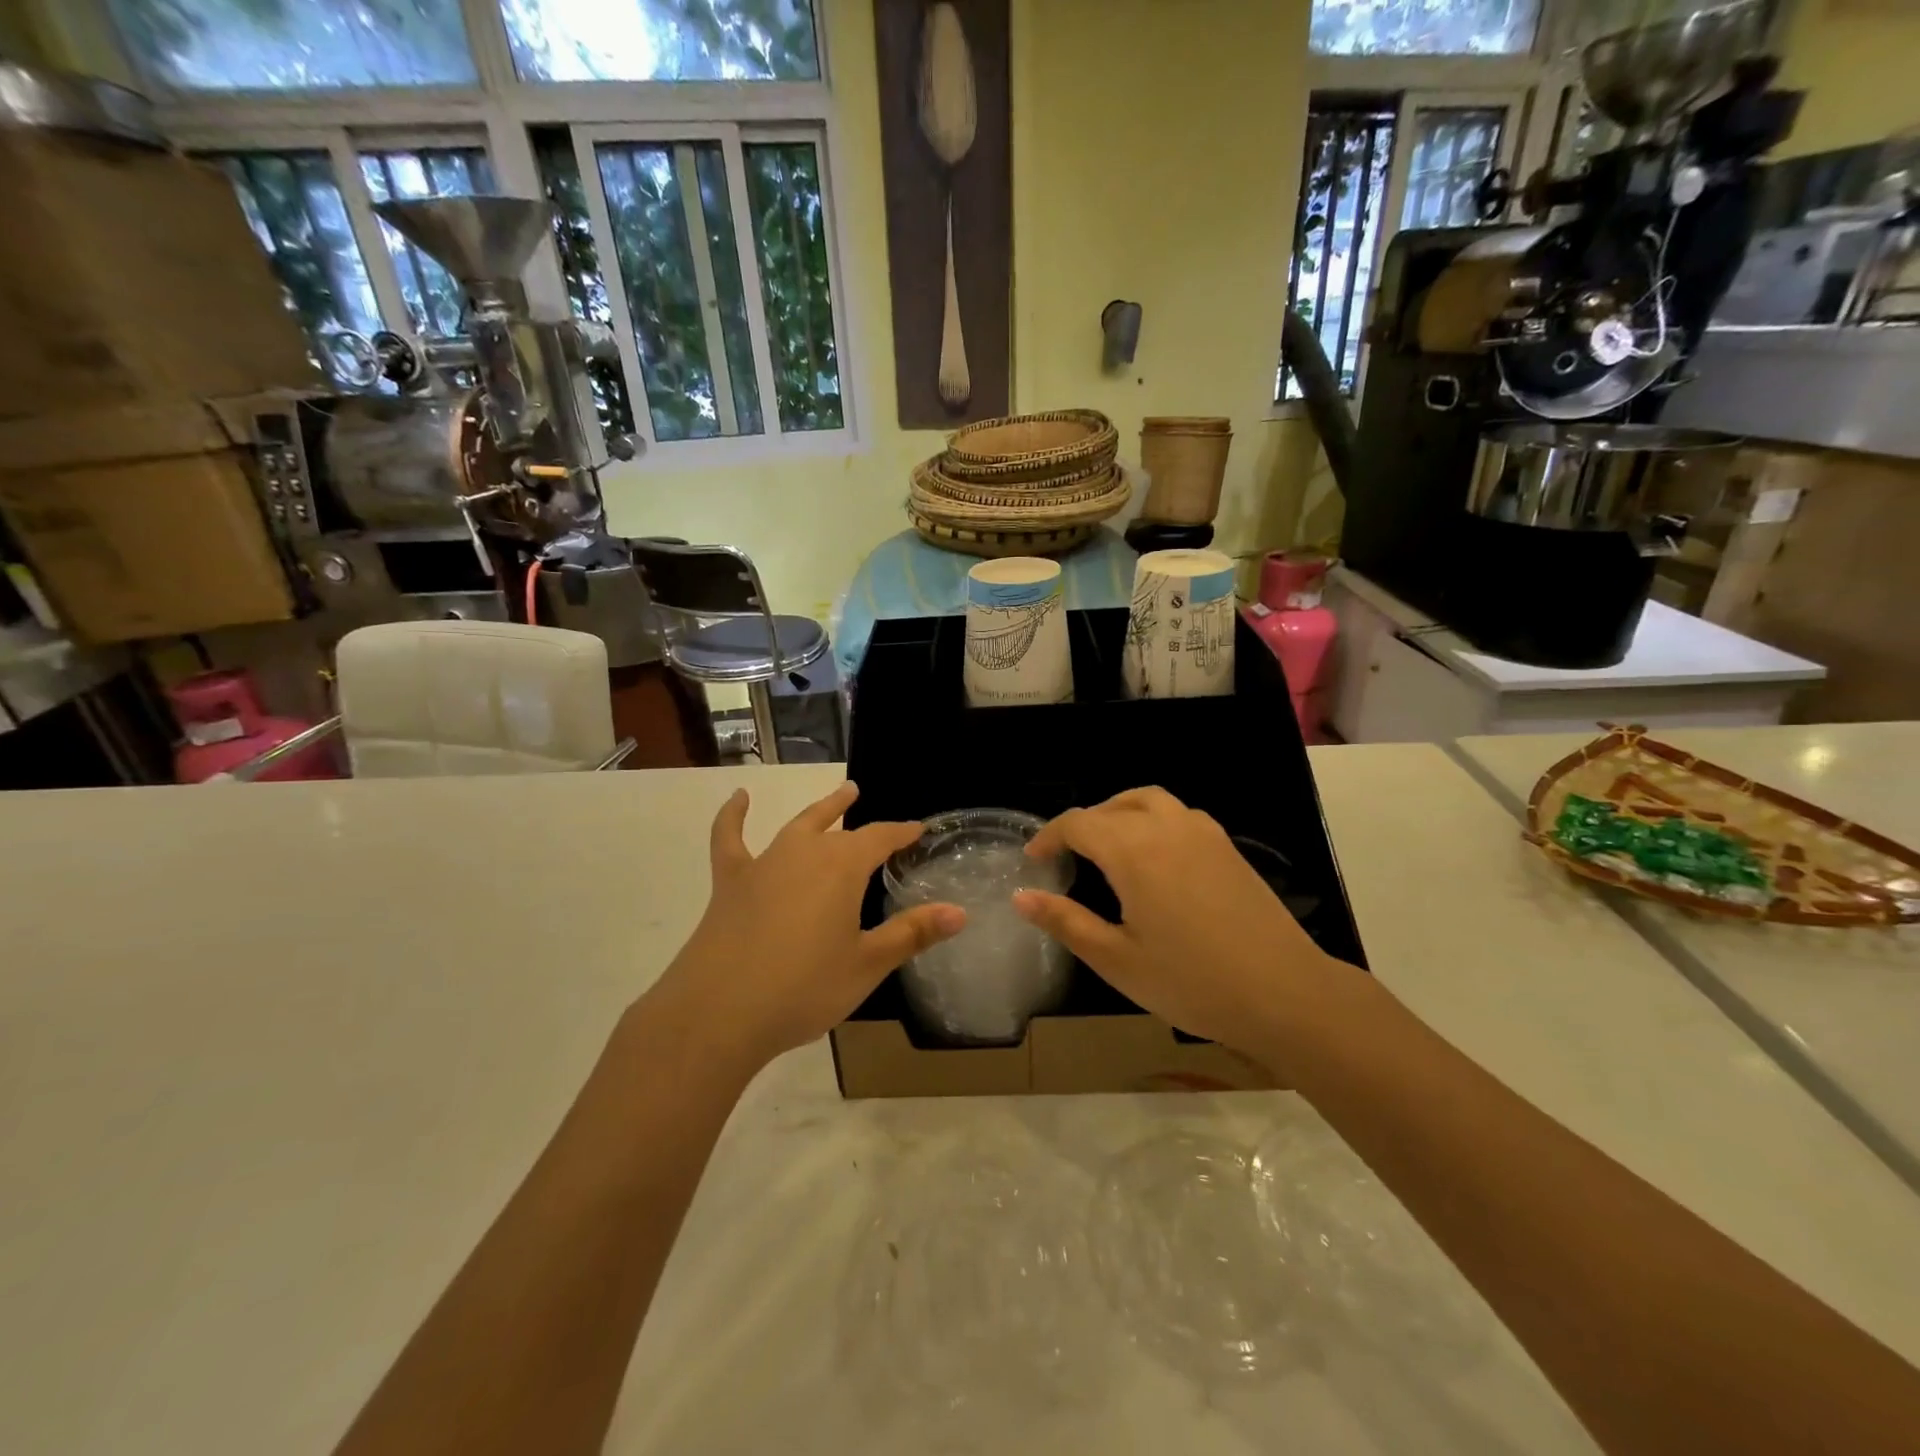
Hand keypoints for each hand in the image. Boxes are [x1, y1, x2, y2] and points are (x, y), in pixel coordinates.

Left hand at [651, 782, 964, 1070]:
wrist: (719, 1012)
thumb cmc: (804, 988)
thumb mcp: (867, 964)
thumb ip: (912, 934)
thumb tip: (960, 912)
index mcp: (842, 868)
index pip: (880, 838)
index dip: (901, 833)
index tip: (917, 830)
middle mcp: (804, 853)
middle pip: (837, 826)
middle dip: (856, 814)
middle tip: (863, 796)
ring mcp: (764, 864)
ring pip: (797, 826)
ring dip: (819, 810)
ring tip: (837, 795)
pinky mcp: (730, 882)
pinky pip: (730, 840)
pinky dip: (732, 816)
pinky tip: (738, 799)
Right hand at [1012, 787, 1343, 1050]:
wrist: (1284, 993)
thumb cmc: (1192, 981)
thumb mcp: (1117, 959)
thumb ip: (1065, 921)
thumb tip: (1022, 896)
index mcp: (1133, 851)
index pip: (1078, 823)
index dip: (1050, 836)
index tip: (1035, 860)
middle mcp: (1166, 827)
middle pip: (1111, 806)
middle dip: (1082, 825)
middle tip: (1066, 858)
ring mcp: (1202, 833)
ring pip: (1148, 800)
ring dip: (1118, 812)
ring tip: (1106, 845)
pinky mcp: (1227, 846)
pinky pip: (1178, 813)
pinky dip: (1151, 819)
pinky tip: (1154, 857)